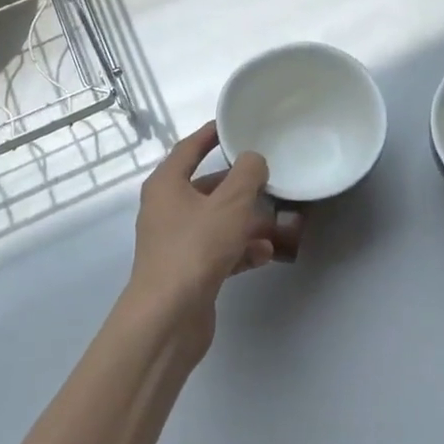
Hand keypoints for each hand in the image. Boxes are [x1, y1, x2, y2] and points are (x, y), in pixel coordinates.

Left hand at [129, 122, 286, 330]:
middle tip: (269, 179)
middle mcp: (166, 210)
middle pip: (207, 188)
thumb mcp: (230, 203)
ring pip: (216, 221)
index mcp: (167, 185)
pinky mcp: (187, 271)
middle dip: (240, 186)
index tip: (233, 125)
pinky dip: (240, 249)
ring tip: (277, 223)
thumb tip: (253, 160)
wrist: (168, 318)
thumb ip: (248, 175)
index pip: (189, 148)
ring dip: (246, 222)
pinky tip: (264, 255)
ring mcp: (175, 243)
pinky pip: (218, 250)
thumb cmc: (196, 248)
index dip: (211, 134)